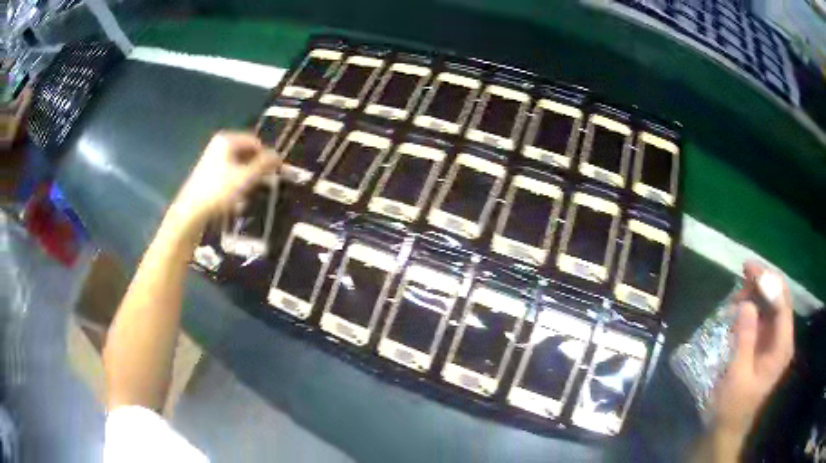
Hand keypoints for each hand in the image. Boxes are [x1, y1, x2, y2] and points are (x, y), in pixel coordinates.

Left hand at [170, 131, 279, 231]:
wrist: (191, 211)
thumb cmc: (219, 191)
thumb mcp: (246, 177)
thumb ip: (264, 165)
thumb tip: (279, 156)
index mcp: (227, 140)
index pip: (255, 142)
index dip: (266, 156)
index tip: (273, 173)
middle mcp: (218, 146)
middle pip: (246, 154)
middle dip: (254, 170)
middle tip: (261, 185)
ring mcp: (211, 160)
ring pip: (237, 167)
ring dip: (246, 181)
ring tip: (247, 196)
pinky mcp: (207, 175)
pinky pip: (228, 176)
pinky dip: (235, 187)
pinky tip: (235, 202)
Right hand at [712, 261, 793, 439]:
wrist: (726, 429)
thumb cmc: (733, 407)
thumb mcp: (738, 375)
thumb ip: (745, 339)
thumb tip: (746, 304)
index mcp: (782, 347)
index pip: (783, 304)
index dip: (769, 283)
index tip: (749, 269)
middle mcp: (782, 339)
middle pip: (779, 300)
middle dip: (763, 284)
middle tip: (742, 274)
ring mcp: (774, 342)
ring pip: (770, 306)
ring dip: (755, 296)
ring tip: (735, 298)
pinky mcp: (764, 345)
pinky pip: (762, 318)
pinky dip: (751, 309)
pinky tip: (737, 311)